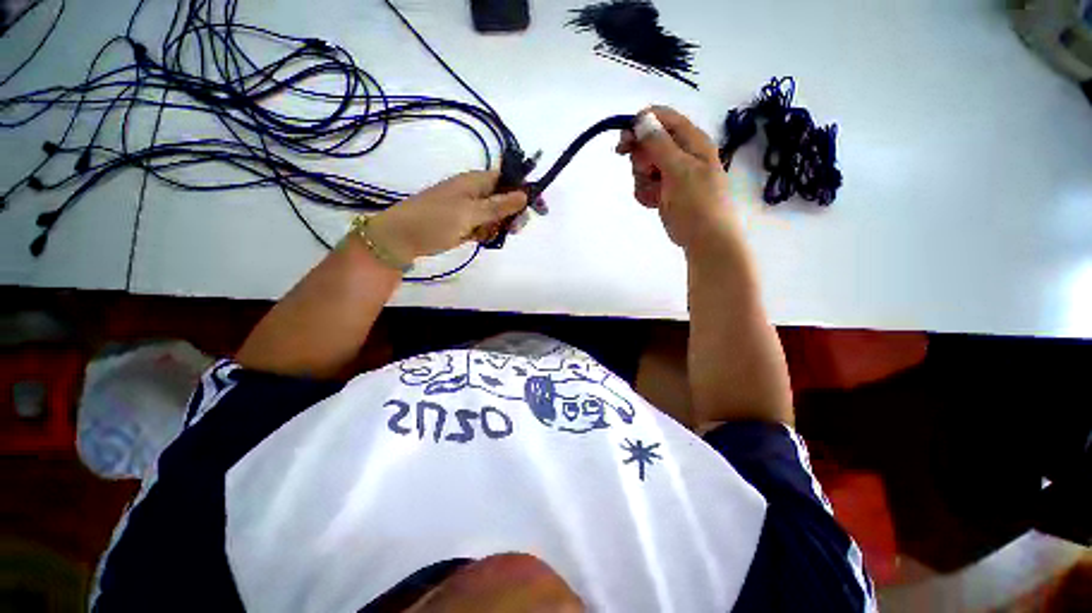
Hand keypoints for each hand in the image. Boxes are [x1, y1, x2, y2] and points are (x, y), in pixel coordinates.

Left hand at [367, 170, 526, 263]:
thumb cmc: (435, 220)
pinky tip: (482, 240)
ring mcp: (471, 209)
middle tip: (513, 230)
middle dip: (513, 214)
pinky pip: (486, 227)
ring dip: (500, 227)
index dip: (526, 191)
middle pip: (506, 200)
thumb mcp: (469, 212)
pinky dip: (488, 234)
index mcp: (477, 182)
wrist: (403, 238)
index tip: (541, 208)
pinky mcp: (466, 224)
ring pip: (497, 216)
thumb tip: (524, 194)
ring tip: (489, 236)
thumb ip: (498, 205)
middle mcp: (476, 193)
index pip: (509, 181)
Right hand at [616, 106, 732, 250]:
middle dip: (641, 159)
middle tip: (649, 173)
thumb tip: (642, 118)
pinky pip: (644, 184)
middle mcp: (681, 153)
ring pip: (643, 165)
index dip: (641, 125)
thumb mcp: (678, 171)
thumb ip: (659, 144)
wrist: (704, 239)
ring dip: (642, 180)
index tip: (624, 143)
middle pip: (648, 142)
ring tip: (655, 194)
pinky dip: (644, 193)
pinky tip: (653, 203)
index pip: (662, 118)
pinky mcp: (663, 190)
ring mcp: (671, 173)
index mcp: (691, 141)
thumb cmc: (697, 203)